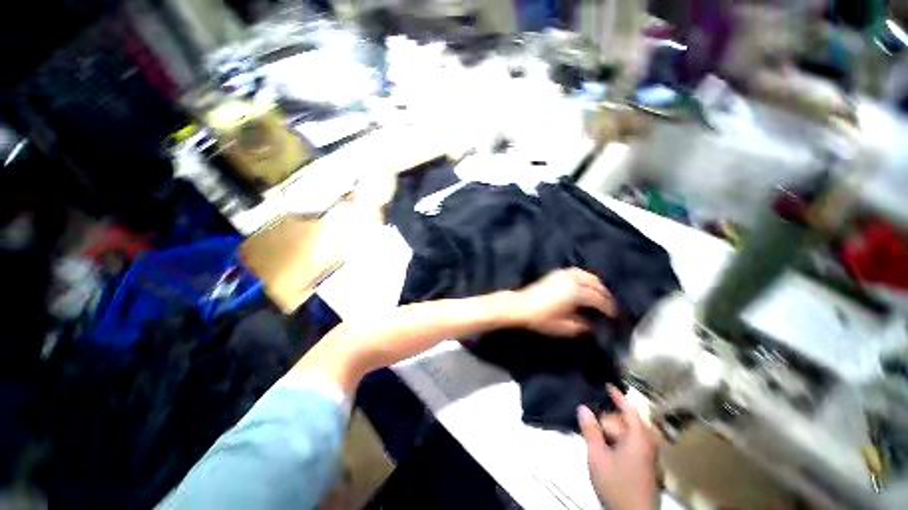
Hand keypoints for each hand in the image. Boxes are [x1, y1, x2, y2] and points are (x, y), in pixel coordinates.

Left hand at [511, 268, 615, 336]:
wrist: (521, 306)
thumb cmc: (541, 318)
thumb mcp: (563, 327)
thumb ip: (581, 327)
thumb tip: (593, 328)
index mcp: (575, 293)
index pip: (598, 299)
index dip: (608, 308)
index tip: (614, 316)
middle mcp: (571, 281)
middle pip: (596, 284)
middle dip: (605, 295)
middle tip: (610, 306)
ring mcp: (563, 275)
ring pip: (588, 275)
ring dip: (597, 284)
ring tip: (601, 294)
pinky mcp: (556, 273)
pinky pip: (577, 272)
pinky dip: (586, 277)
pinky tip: (586, 284)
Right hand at [578, 386, 658, 509]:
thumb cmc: (616, 484)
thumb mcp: (597, 456)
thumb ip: (590, 430)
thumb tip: (582, 407)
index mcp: (638, 439)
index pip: (630, 410)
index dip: (618, 396)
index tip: (607, 385)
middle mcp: (647, 446)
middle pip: (631, 422)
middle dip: (613, 415)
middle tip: (595, 411)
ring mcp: (648, 459)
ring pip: (632, 435)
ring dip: (616, 428)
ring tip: (598, 427)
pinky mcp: (645, 469)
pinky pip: (633, 445)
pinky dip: (620, 439)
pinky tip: (607, 444)